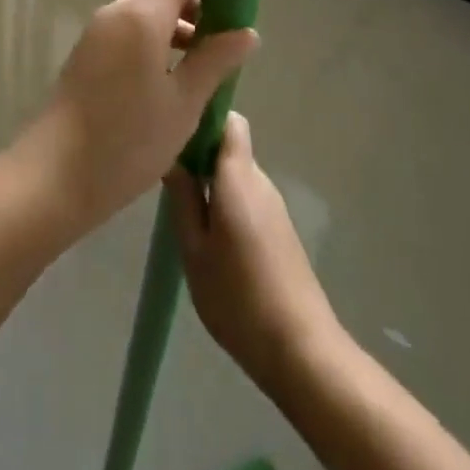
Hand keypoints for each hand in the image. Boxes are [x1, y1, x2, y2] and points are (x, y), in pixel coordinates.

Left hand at [14, 0, 257, 236]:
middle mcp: (116, 12)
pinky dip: (154, 40)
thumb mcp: (184, 104)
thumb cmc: (128, 140)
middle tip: (226, 40)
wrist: (56, 174)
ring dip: (176, 25)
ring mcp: (97, 32)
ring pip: (144, 11)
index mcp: (141, 15)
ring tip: (205, 64)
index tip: (237, 0)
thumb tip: (247, 31)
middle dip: (197, 4)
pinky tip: (171, 78)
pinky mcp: (87, 54)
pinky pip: (128, 31)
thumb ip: (215, 60)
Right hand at [168, 112, 338, 391]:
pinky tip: (210, 239)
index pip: (229, 120)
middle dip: (199, 154)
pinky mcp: (280, 231)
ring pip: (236, 175)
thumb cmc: (238, 297)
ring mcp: (274, 207)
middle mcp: (260, 182)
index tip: (175, 131)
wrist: (302, 351)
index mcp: (239, 178)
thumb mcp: (194, 250)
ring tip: (183, 211)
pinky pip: (246, 199)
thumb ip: (182, 199)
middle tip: (168, 178)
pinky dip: (226, 205)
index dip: (204, 117)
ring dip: (211, 183)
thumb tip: (172, 159)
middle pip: (229, 147)